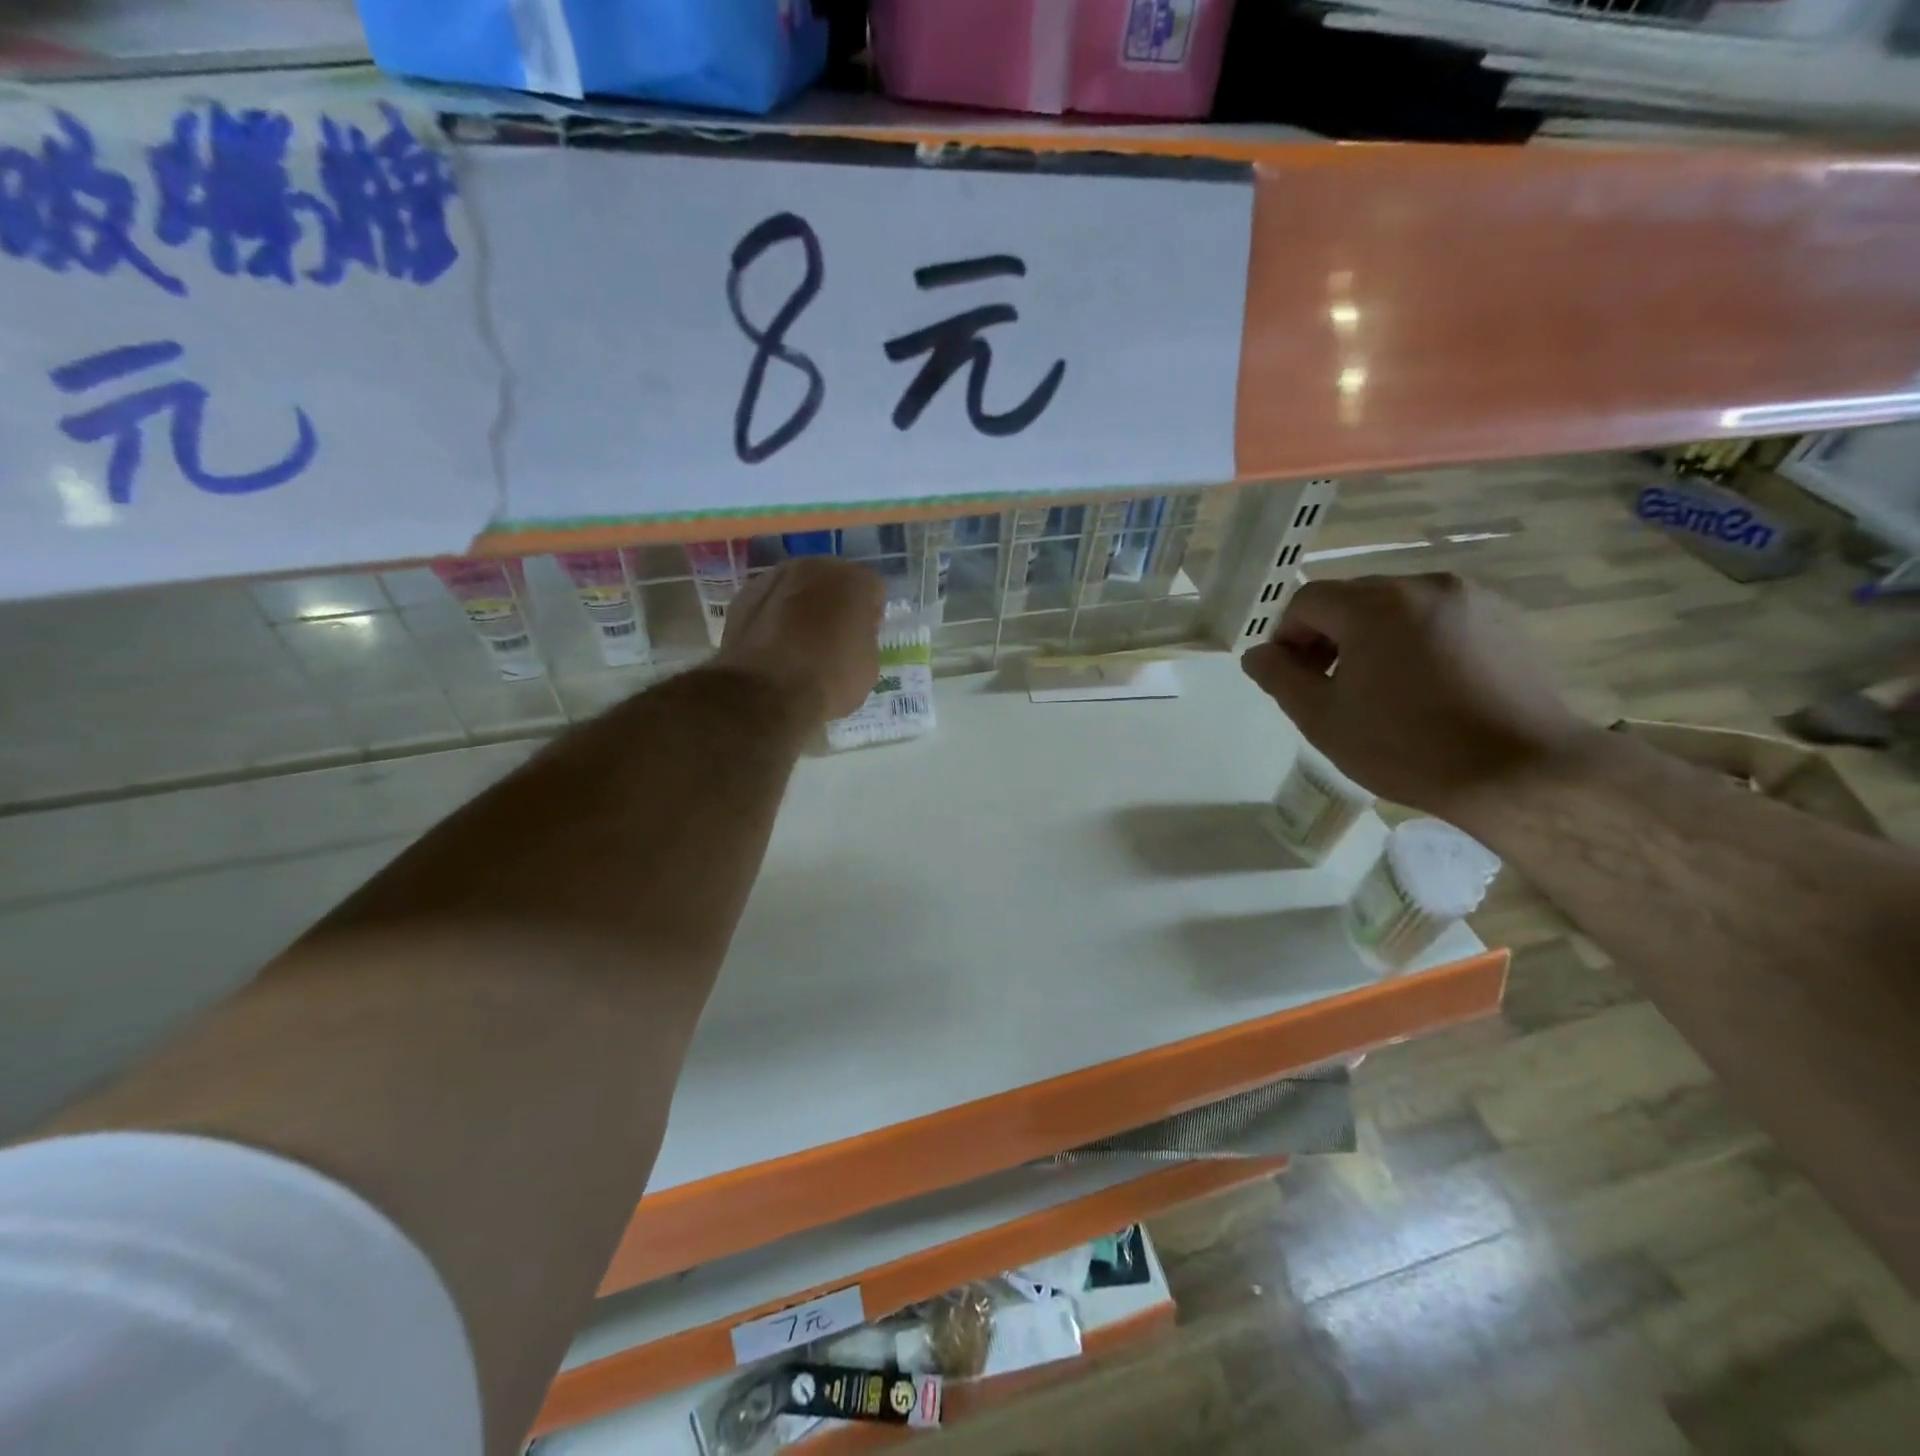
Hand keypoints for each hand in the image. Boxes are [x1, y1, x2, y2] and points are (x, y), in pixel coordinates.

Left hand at [715, 556, 884, 723]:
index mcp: (852, 580)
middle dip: (834, 603)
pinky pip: (769, 603)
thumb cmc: (829, 679)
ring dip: (801, 607)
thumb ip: (864, 636)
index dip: (870, 615)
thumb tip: (850, 633)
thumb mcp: (869, 665)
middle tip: (832, 638)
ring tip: (799, 644)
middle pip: (832, 581)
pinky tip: (773, 647)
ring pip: (796, 588)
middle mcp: (813, 567)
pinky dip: (773, 618)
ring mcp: (773, 577)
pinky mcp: (742, 596)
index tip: (863, 638)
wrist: (765, 693)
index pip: (872, 589)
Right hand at [1240, 574, 1598, 825]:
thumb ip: (1280, 678)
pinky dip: (1417, 641)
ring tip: (1379, 689)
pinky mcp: (1505, 620)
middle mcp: (1423, 585)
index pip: (1307, 601)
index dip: (1287, 636)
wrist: (1521, 772)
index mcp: (1375, 606)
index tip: (1291, 677)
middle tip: (1329, 685)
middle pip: (1354, 599)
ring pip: (1398, 608)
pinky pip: (1439, 619)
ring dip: (1373, 638)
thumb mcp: (1324, 719)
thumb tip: (1257, 655)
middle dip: (1330, 636)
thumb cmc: (1408, 747)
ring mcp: (1472, 599)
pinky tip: (1425, 687)